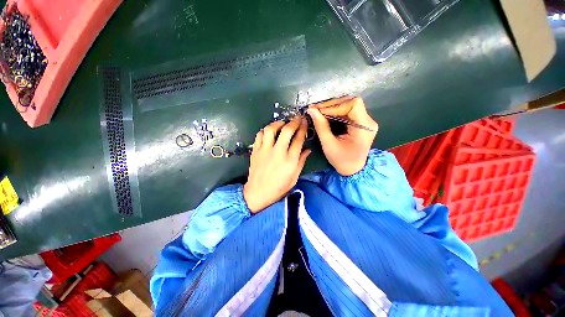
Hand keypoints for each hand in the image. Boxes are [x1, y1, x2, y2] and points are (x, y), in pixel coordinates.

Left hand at [243, 118, 310, 212]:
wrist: (258, 192)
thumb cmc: (279, 187)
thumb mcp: (294, 177)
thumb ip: (301, 161)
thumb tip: (308, 150)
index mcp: (289, 160)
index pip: (298, 140)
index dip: (303, 129)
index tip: (305, 123)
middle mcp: (277, 152)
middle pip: (286, 131)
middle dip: (294, 122)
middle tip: (297, 118)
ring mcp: (265, 150)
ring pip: (270, 129)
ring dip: (278, 123)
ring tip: (282, 123)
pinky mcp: (255, 151)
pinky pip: (259, 135)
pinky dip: (265, 130)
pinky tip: (269, 132)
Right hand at [308, 97, 377, 175]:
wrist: (353, 169)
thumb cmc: (341, 160)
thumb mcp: (329, 144)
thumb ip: (321, 126)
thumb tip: (312, 110)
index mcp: (364, 127)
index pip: (353, 104)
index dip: (335, 105)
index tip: (319, 112)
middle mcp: (368, 121)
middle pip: (350, 102)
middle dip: (331, 105)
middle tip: (315, 110)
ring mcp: (365, 121)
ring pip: (348, 105)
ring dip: (332, 107)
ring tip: (318, 111)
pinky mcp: (360, 123)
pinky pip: (347, 112)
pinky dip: (335, 112)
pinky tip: (325, 115)